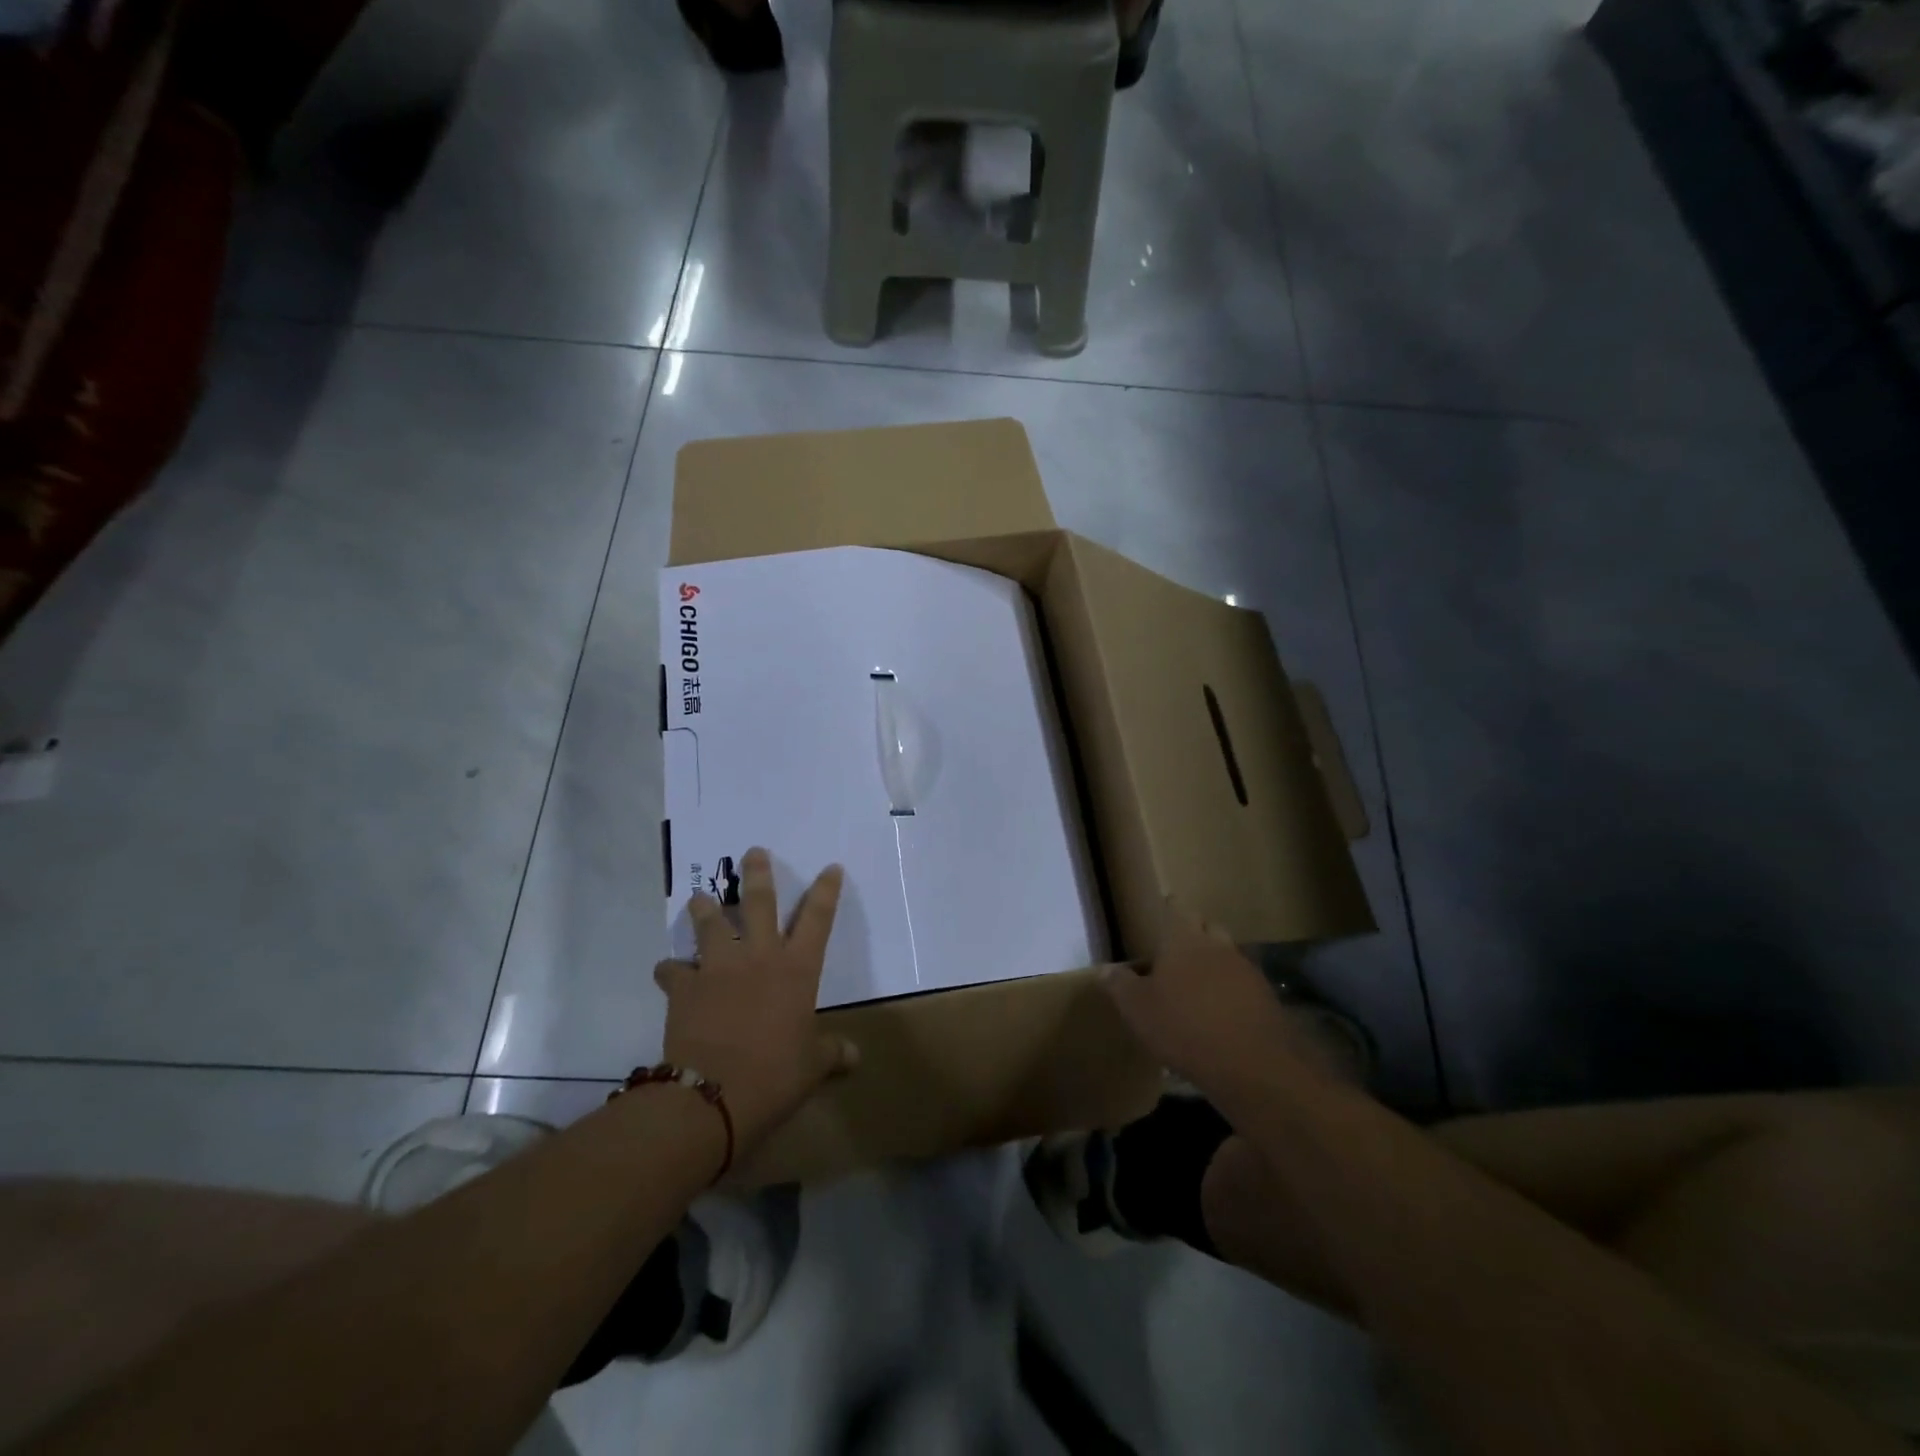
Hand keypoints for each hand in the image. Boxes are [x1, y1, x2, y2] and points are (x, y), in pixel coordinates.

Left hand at [654, 848, 857, 1148]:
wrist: (714, 1095)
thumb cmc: (775, 1075)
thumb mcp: (812, 1067)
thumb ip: (832, 1054)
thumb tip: (855, 1058)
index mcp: (797, 969)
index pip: (818, 919)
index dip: (826, 891)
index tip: (831, 867)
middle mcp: (759, 956)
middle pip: (759, 902)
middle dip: (758, 874)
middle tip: (753, 852)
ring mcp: (719, 967)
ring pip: (710, 924)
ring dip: (704, 909)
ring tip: (699, 898)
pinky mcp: (685, 986)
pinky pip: (673, 970)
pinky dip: (670, 970)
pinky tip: (667, 971)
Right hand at [1101, 899, 1302, 1099]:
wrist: (1255, 1066)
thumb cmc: (1185, 1027)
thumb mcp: (1138, 1009)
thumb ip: (1120, 985)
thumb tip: (1104, 968)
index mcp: (1184, 940)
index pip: (1177, 909)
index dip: (1169, 908)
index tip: (1163, 910)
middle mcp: (1218, 946)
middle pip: (1207, 927)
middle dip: (1194, 932)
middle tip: (1177, 948)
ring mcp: (1247, 971)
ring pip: (1228, 955)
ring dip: (1215, 963)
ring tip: (1199, 983)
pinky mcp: (1267, 999)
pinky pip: (1244, 984)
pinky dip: (1233, 990)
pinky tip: (1223, 1011)